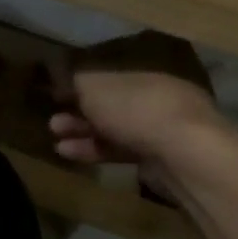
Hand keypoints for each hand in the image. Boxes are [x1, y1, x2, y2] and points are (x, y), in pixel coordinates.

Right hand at [50, 70, 230, 194]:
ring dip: (84, 135)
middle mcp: (156, 100)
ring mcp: (161, 133)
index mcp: (146, 76)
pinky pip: (121, 153)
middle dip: (80, 114)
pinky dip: (96, 153)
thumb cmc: (136, 110)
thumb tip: (68, 80)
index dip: (81, 87)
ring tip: (57, 144)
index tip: (56, 98)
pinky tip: (73, 155)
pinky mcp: (159, 162)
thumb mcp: (96, 88)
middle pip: (111, 106)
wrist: (183, 155)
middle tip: (54, 124)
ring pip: (115, 131)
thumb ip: (78, 83)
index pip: (109, 79)